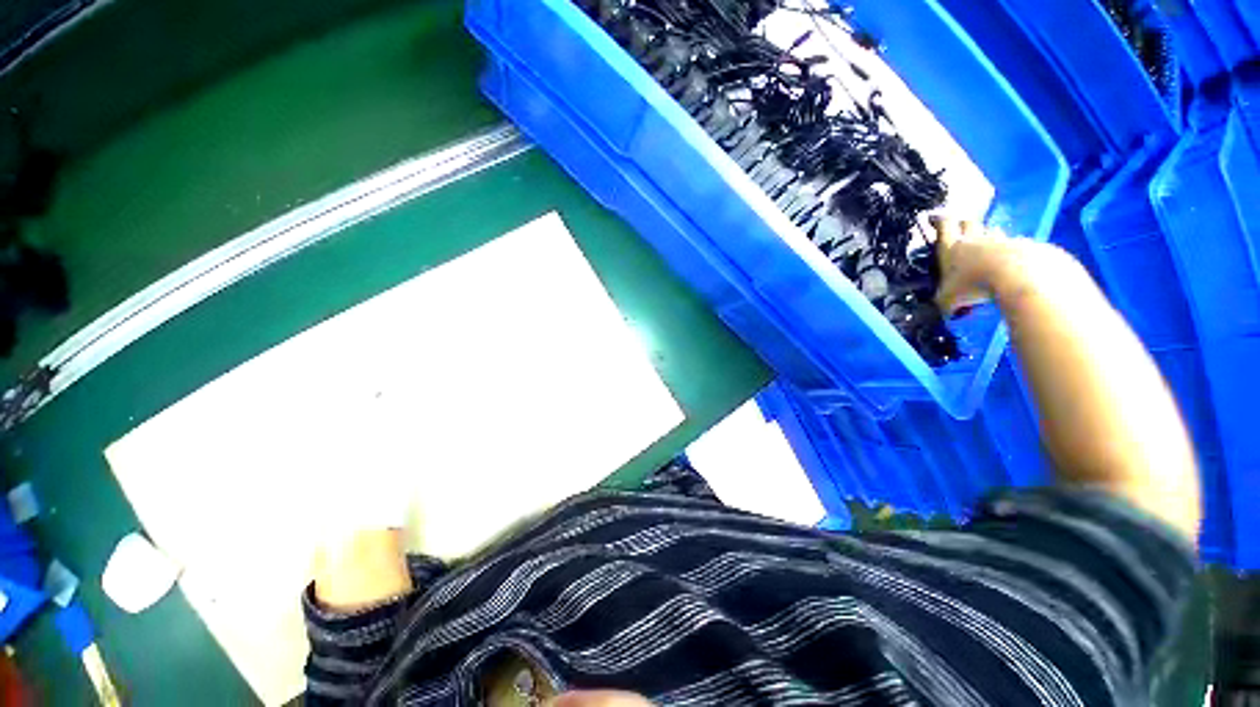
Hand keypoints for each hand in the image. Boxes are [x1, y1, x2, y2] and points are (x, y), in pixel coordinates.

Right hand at [932, 216, 1012, 315]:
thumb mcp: (949, 299)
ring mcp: (999, 240)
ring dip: (987, 236)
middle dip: (963, 224)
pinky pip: (1011, 244)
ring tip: (984, 248)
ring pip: (991, 231)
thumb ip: (944, 302)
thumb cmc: (974, 284)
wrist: (1018, 274)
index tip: (935, 218)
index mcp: (951, 247)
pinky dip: (1007, 250)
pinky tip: (1007, 263)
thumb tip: (943, 312)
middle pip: (968, 222)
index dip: (939, 220)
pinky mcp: (1022, 246)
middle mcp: (973, 239)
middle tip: (959, 230)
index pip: (943, 224)